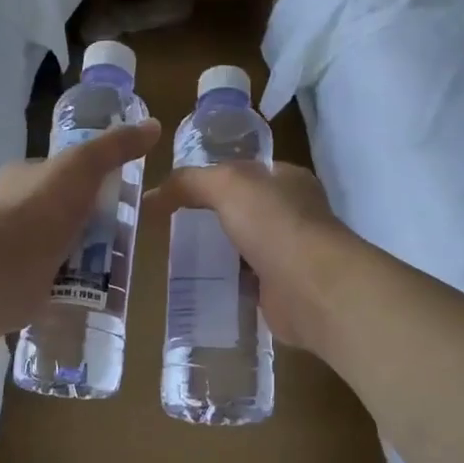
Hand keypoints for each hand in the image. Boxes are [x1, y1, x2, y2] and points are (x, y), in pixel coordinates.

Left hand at [0, 120, 160, 327]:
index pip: (60, 171)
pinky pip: (62, 278)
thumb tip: (154, 125)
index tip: (120, 190)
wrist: (6, 271)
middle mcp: (16, 210)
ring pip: (66, 246)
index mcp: (21, 177)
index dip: (90, 177)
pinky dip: (81, 283)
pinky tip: (105, 286)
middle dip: (96, 220)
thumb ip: (115, 147)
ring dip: (92, 254)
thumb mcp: (83, 165)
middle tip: (128, 229)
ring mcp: (20, 249)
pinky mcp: (26, 281)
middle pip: (67, 210)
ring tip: (123, 260)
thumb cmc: (41, 209)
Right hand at [145, 161, 353, 350]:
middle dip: (211, 218)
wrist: (311, 288)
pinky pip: (245, 282)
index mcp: (288, 180)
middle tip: (171, 227)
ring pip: (244, 248)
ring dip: (217, 253)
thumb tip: (152, 196)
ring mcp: (289, 254)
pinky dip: (225, 284)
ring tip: (176, 257)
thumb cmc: (274, 224)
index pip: (246, 172)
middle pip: (243, 211)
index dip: (213, 177)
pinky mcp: (281, 290)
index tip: (178, 192)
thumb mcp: (226, 186)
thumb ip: (189, 183)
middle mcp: (293, 214)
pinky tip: (198, 286)